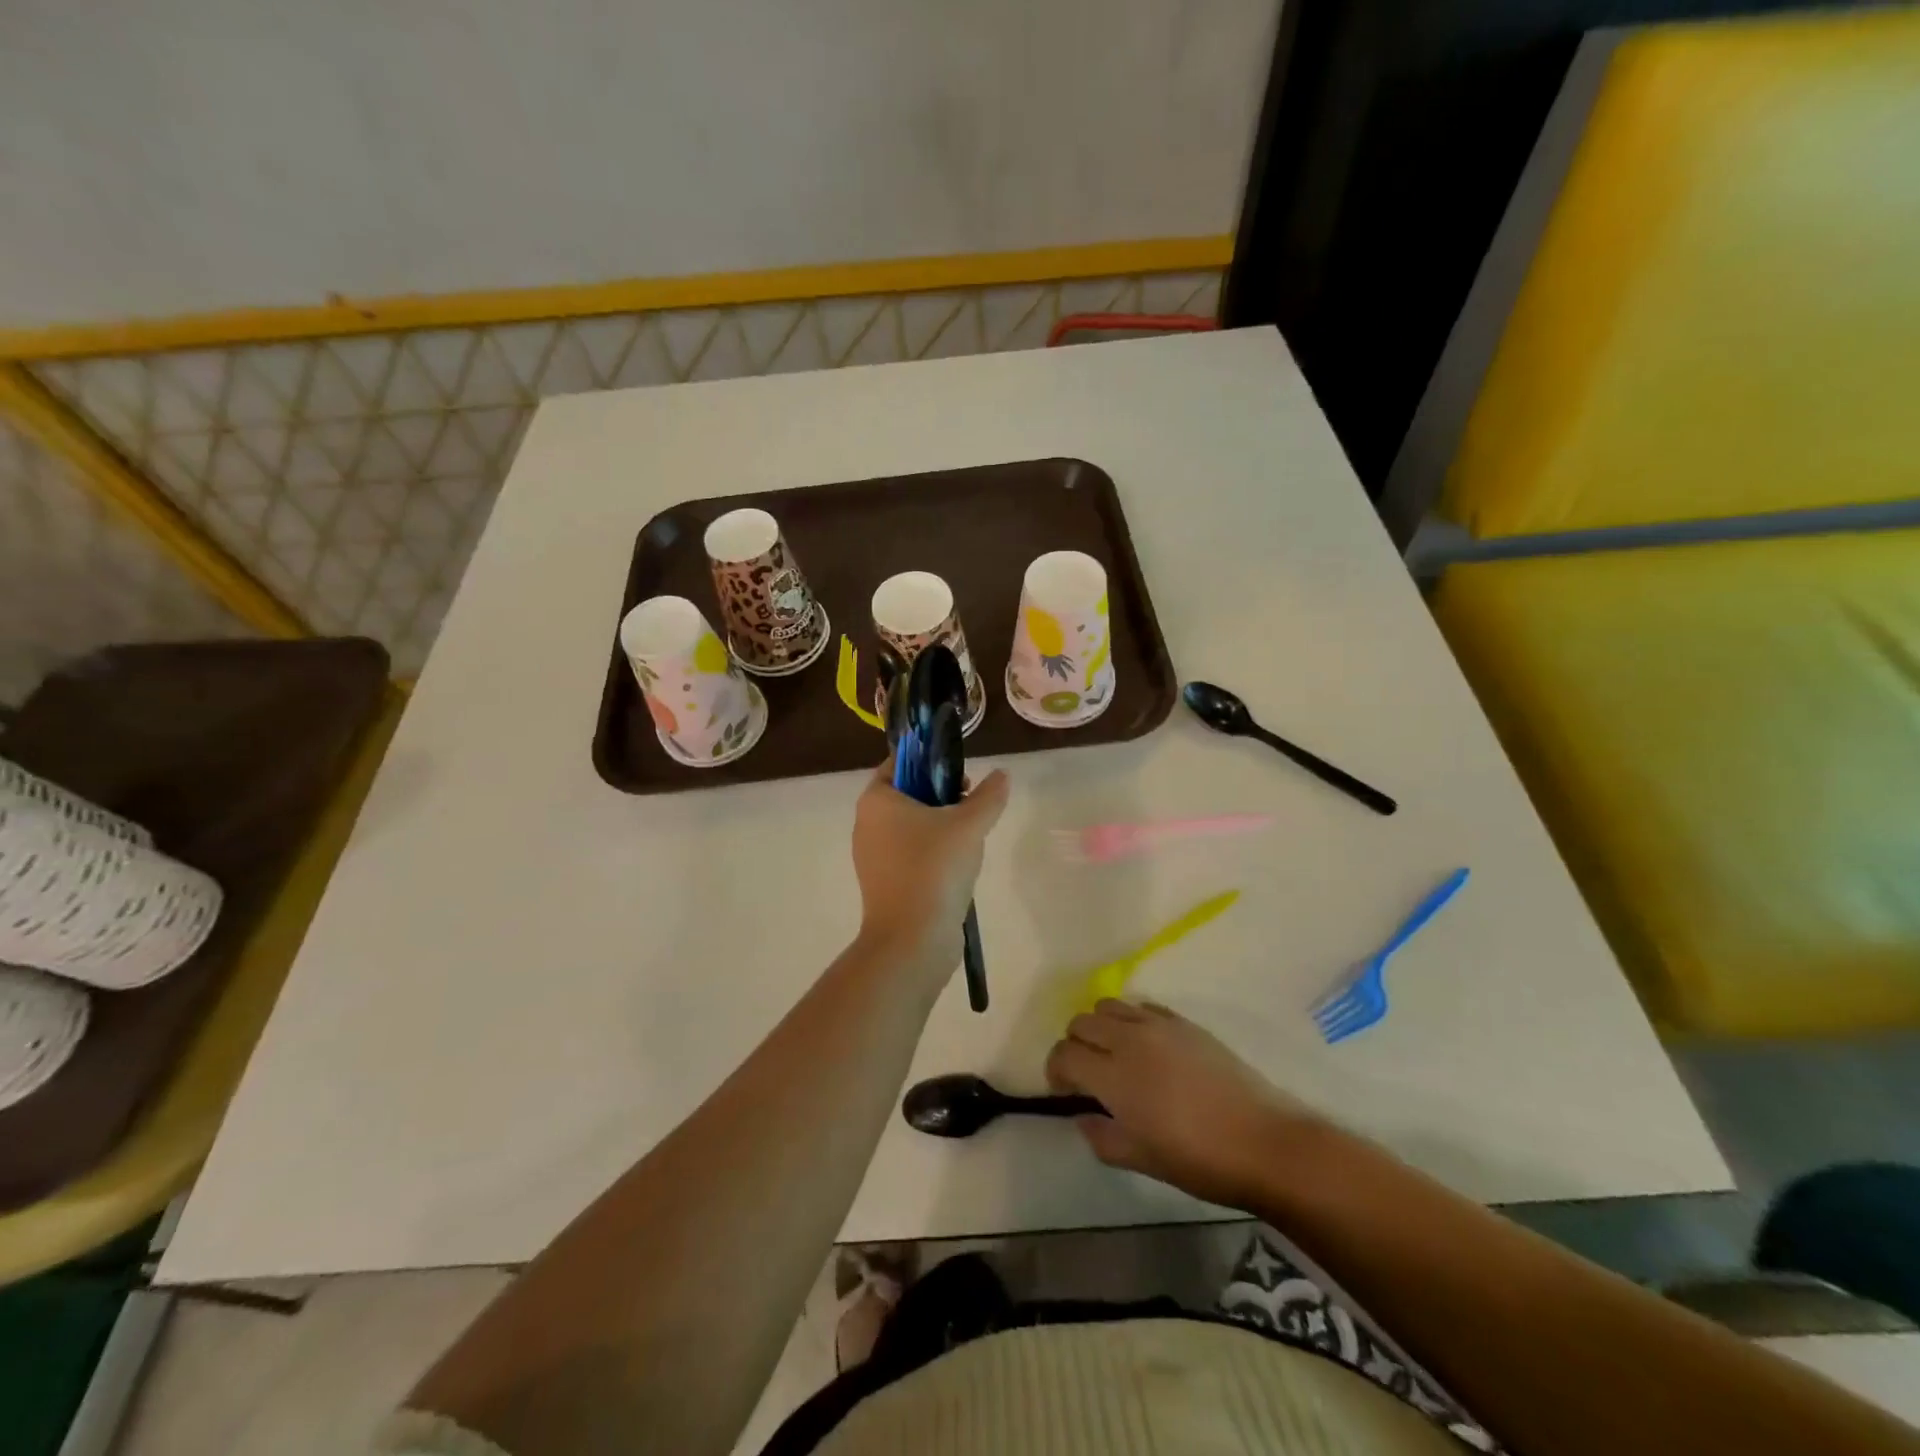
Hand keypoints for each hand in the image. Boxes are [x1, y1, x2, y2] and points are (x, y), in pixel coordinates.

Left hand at [852, 757, 1009, 978]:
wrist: (912, 941)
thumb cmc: (934, 869)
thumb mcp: (969, 825)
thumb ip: (989, 796)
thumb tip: (1002, 776)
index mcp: (877, 800)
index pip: (899, 762)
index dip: (930, 761)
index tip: (960, 773)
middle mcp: (867, 824)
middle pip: (907, 794)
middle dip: (941, 795)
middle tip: (972, 804)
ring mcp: (873, 856)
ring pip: (911, 826)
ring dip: (941, 826)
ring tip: (971, 837)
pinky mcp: (885, 883)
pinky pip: (910, 855)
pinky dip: (933, 853)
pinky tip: (959, 867)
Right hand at [1046, 1000, 1322, 1209]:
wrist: (1263, 1141)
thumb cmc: (1199, 1159)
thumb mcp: (1141, 1160)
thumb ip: (1101, 1137)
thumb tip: (1084, 1117)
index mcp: (1113, 1076)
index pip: (1064, 1054)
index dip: (1056, 1070)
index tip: (1065, 1091)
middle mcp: (1129, 1040)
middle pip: (1081, 1022)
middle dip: (1075, 1045)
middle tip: (1088, 1074)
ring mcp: (1158, 1026)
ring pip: (1108, 1006)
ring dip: (1100, 1027)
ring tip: (1115, 1055)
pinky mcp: (1183, 1022)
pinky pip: (1142, 1007)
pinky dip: (1132, 1021)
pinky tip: (1148, 1047)